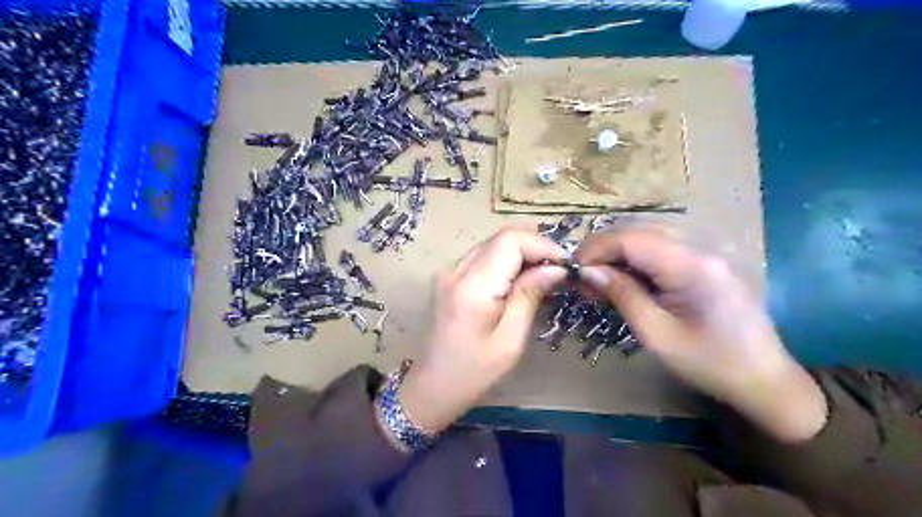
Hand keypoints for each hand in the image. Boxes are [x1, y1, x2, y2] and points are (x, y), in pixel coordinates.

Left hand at [397, 227, 570, 433]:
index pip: (510, 240)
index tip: (565, 264)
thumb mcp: (511, 339)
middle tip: (559, 270)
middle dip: (535, 248)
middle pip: (501, 238)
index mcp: (473, 286)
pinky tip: (519, 281)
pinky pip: (483, 257)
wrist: (433, 385)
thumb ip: (530, 295)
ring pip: (493, 245)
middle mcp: (456, 270)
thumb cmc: (474, 371)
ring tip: (544, 275)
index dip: (542, 245)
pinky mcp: (449, 278)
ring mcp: (449, 272)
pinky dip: (506, 261)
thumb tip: (556, 268)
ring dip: (521, 253)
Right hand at [573, 227, 828, 442]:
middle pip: (640, 228)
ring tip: (602, 275)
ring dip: (620, 248)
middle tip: (584, 274)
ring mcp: (710, 248)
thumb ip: (622, 295)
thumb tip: (587, 272)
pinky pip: (665, 242)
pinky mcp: (710, 256)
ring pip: (651, 230)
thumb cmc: (709, 363)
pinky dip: (639, 253)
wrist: (763, 377)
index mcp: (693, 267)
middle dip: (605, 247)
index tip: (574, 269)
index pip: (632, 238)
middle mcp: (704, 245)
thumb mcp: (657, 335)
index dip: (596, 248)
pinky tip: (628, 274)